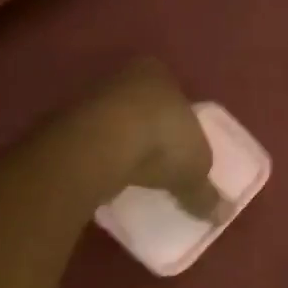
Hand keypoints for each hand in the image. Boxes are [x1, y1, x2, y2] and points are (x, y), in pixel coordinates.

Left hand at [77, 59, 224, 222]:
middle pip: (142, 105)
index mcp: (159, 73)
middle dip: (149, 130)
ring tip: (131, 175)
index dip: (179, 119)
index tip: (181, 147)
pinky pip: (91, 140)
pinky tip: (106, 178)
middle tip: (158, 162)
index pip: (173, 92)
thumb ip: (205, 191)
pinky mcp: (65, 121)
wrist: (99, 145)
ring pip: (113, 121)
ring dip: (120, 144)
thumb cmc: (161, 141)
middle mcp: (124, 76)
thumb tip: (222, 214)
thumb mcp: (194, 170)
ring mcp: (91, 96)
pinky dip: (99, 156)